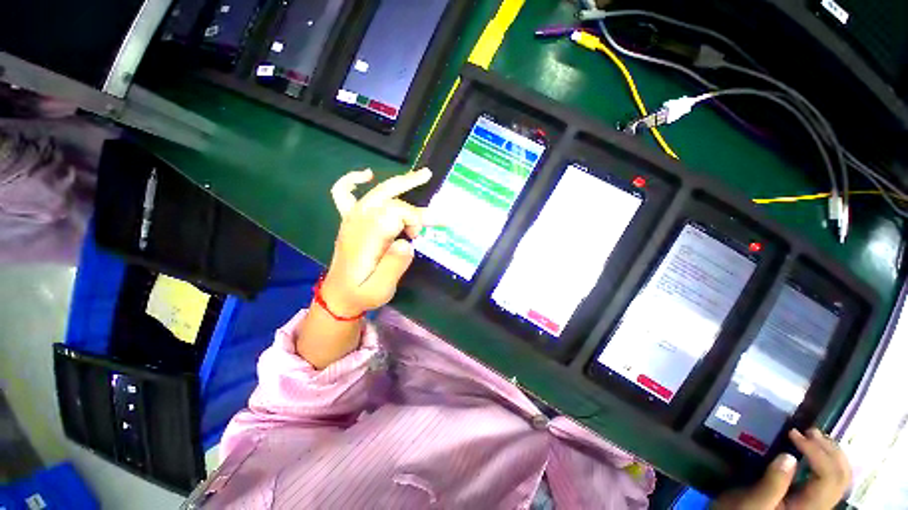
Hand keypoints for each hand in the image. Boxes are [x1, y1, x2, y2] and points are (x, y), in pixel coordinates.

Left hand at [321, 168, 432, 316]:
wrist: (338, 296)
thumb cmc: (362, 293)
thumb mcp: (381, 288)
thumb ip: (394, 266)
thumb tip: (408, 243)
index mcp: (368, 236)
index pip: (396, 213)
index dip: (414, 219)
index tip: (419, 237)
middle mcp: (359, 221)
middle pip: (390, 199)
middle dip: (414, 201)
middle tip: (435, 201)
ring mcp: (352, 218)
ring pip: (376, 192)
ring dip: (399, 182)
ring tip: (423, 175)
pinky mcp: (349, 220)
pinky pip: (344, 193)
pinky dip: (353, 180)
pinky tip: (366, 175)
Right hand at [716, 428, 851, 509]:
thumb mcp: (754, 502)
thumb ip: (773, 484)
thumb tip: (788, 456)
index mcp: (809, 508)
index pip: (828, 477)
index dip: (817, 452)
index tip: (793, 433)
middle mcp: (820, 506)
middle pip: (841, 477)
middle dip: (829, 450)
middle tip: (808, 431)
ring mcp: (817, 503)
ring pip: (840, 476)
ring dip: (831, 452)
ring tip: (812, 436)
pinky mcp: (811, 499)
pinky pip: (830, 478)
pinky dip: (827, 459)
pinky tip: (812, 451)